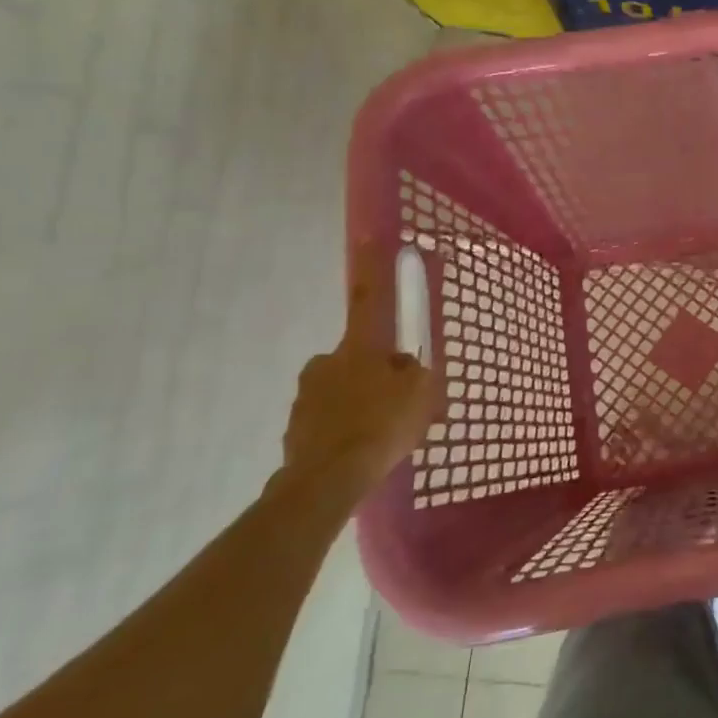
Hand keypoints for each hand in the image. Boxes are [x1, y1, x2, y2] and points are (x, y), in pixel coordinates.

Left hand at [279, 242, 443, 497]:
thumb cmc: (382, 426)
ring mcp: (306, 394)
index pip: (369, 297)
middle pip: (358, 355)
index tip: (368, 237)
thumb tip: (404, 366)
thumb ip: (416, 372)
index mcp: (360, 347)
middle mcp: (327, 361)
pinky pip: (329, 418)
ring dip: (359, 402)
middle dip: (376, 371)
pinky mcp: (295, 426)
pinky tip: (360, 450)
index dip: (372, 267)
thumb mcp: (421, 393)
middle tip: (397, 400)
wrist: (327, 480)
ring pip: (342, 389)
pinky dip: (344, 428)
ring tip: (380, 435)